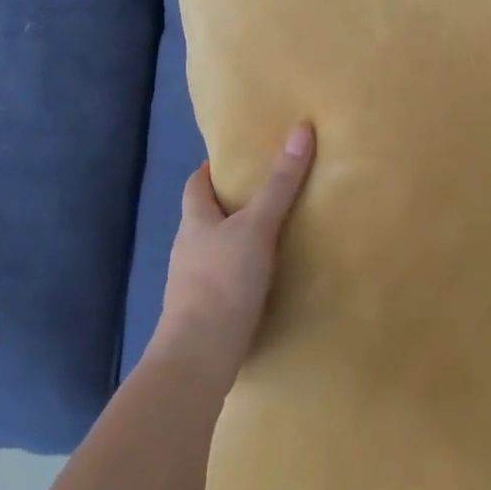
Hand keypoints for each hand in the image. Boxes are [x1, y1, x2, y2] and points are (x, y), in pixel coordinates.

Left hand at [151, 123, 314, 387]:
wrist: (198, 360)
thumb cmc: (222, 283)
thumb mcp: (257, 227)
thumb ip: (280, 184)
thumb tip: (301, 129)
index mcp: (194, 221)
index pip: (196, 184)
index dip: (212, 169)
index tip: (237, 158)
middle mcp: (189, 248)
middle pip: (207, 216)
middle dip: (232, 202)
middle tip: (269, 189)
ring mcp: (194, 283)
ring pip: (218, 249)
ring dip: (240, 239)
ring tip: (275, 230)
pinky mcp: (207, 312)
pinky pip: (227, 279)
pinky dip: (243, 271)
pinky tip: (267, 277)